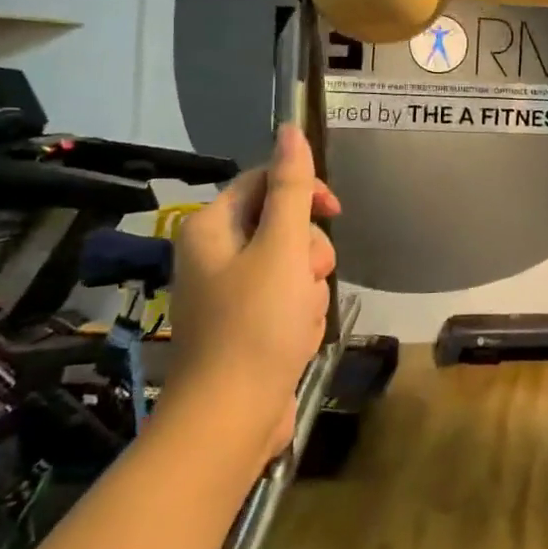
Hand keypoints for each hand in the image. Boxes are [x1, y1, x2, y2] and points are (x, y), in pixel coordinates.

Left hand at [166, 124, 340, 457]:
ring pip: (292, 264)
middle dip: (307, 252)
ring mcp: (229, 292)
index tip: (335, 212)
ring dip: (308, 287)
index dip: (304, 190)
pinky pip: (286, 299)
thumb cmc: (256, 324)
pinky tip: (296, 339)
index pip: (265, 181)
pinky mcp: (245, 324)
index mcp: (212, 227)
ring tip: (299, 319)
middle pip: (283, 225)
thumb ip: (291, 187)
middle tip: (307, 279)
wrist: (231, 418)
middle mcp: (215, 253)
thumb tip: (289, 129)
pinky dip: (299, 313)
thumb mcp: (282, 247)